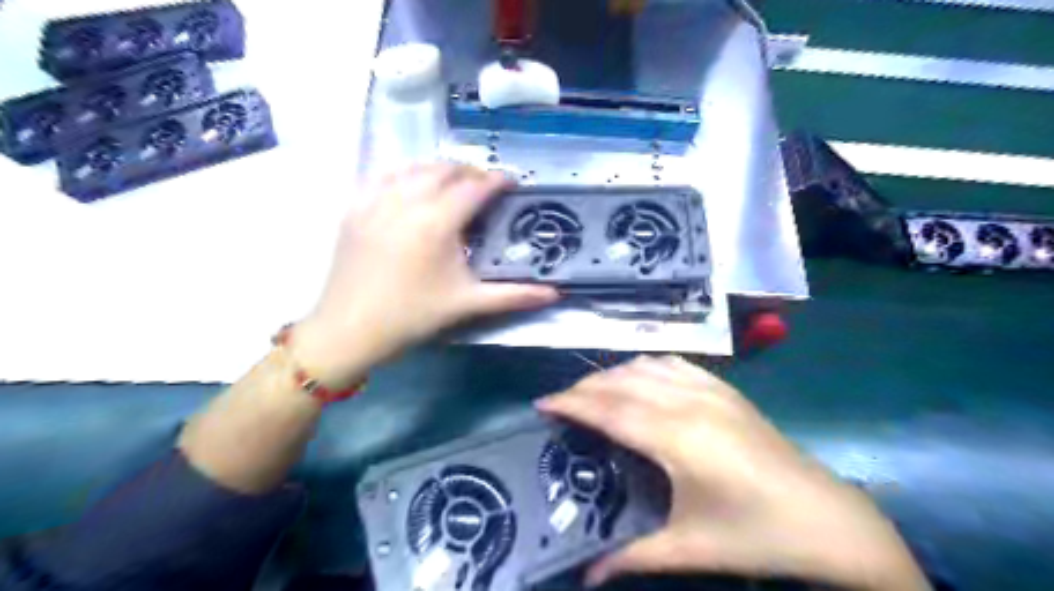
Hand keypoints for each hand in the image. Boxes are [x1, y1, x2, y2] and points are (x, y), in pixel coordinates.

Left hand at [291, 161, 559, 383]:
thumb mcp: (467, 303)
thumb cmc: (412, 316)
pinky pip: (382, 176)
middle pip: (445, 170)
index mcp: (437, 222)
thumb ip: (514, 295)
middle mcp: (406, 201)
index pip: (474, 187)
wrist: (349, 329)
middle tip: (486, 185)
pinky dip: (405, 172)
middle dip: (470, 171)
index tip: (512, 182)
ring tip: (454, 181)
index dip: (497, 180)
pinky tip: (412, 183)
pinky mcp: (355, 208)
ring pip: (413, 168)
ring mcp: (376, 201)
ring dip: (439, 168)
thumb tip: (555, 294)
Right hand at [539, 355, 924, 589]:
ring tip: (594, 392)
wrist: (827, 519)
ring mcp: (710, 390)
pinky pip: (674, 364)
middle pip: (621, 382)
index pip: (608, 410)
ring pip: (645, 366)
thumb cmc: (755, 535)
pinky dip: (645, 366)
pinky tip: (640, 379)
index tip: (541, 403)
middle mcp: (688, 403)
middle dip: (584, 387)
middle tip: (560, 402)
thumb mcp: (689, 549)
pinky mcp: (726, 389)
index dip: (571, 403)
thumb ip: (631, 557)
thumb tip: (585, 577)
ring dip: (613, 373)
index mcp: (675, 438)